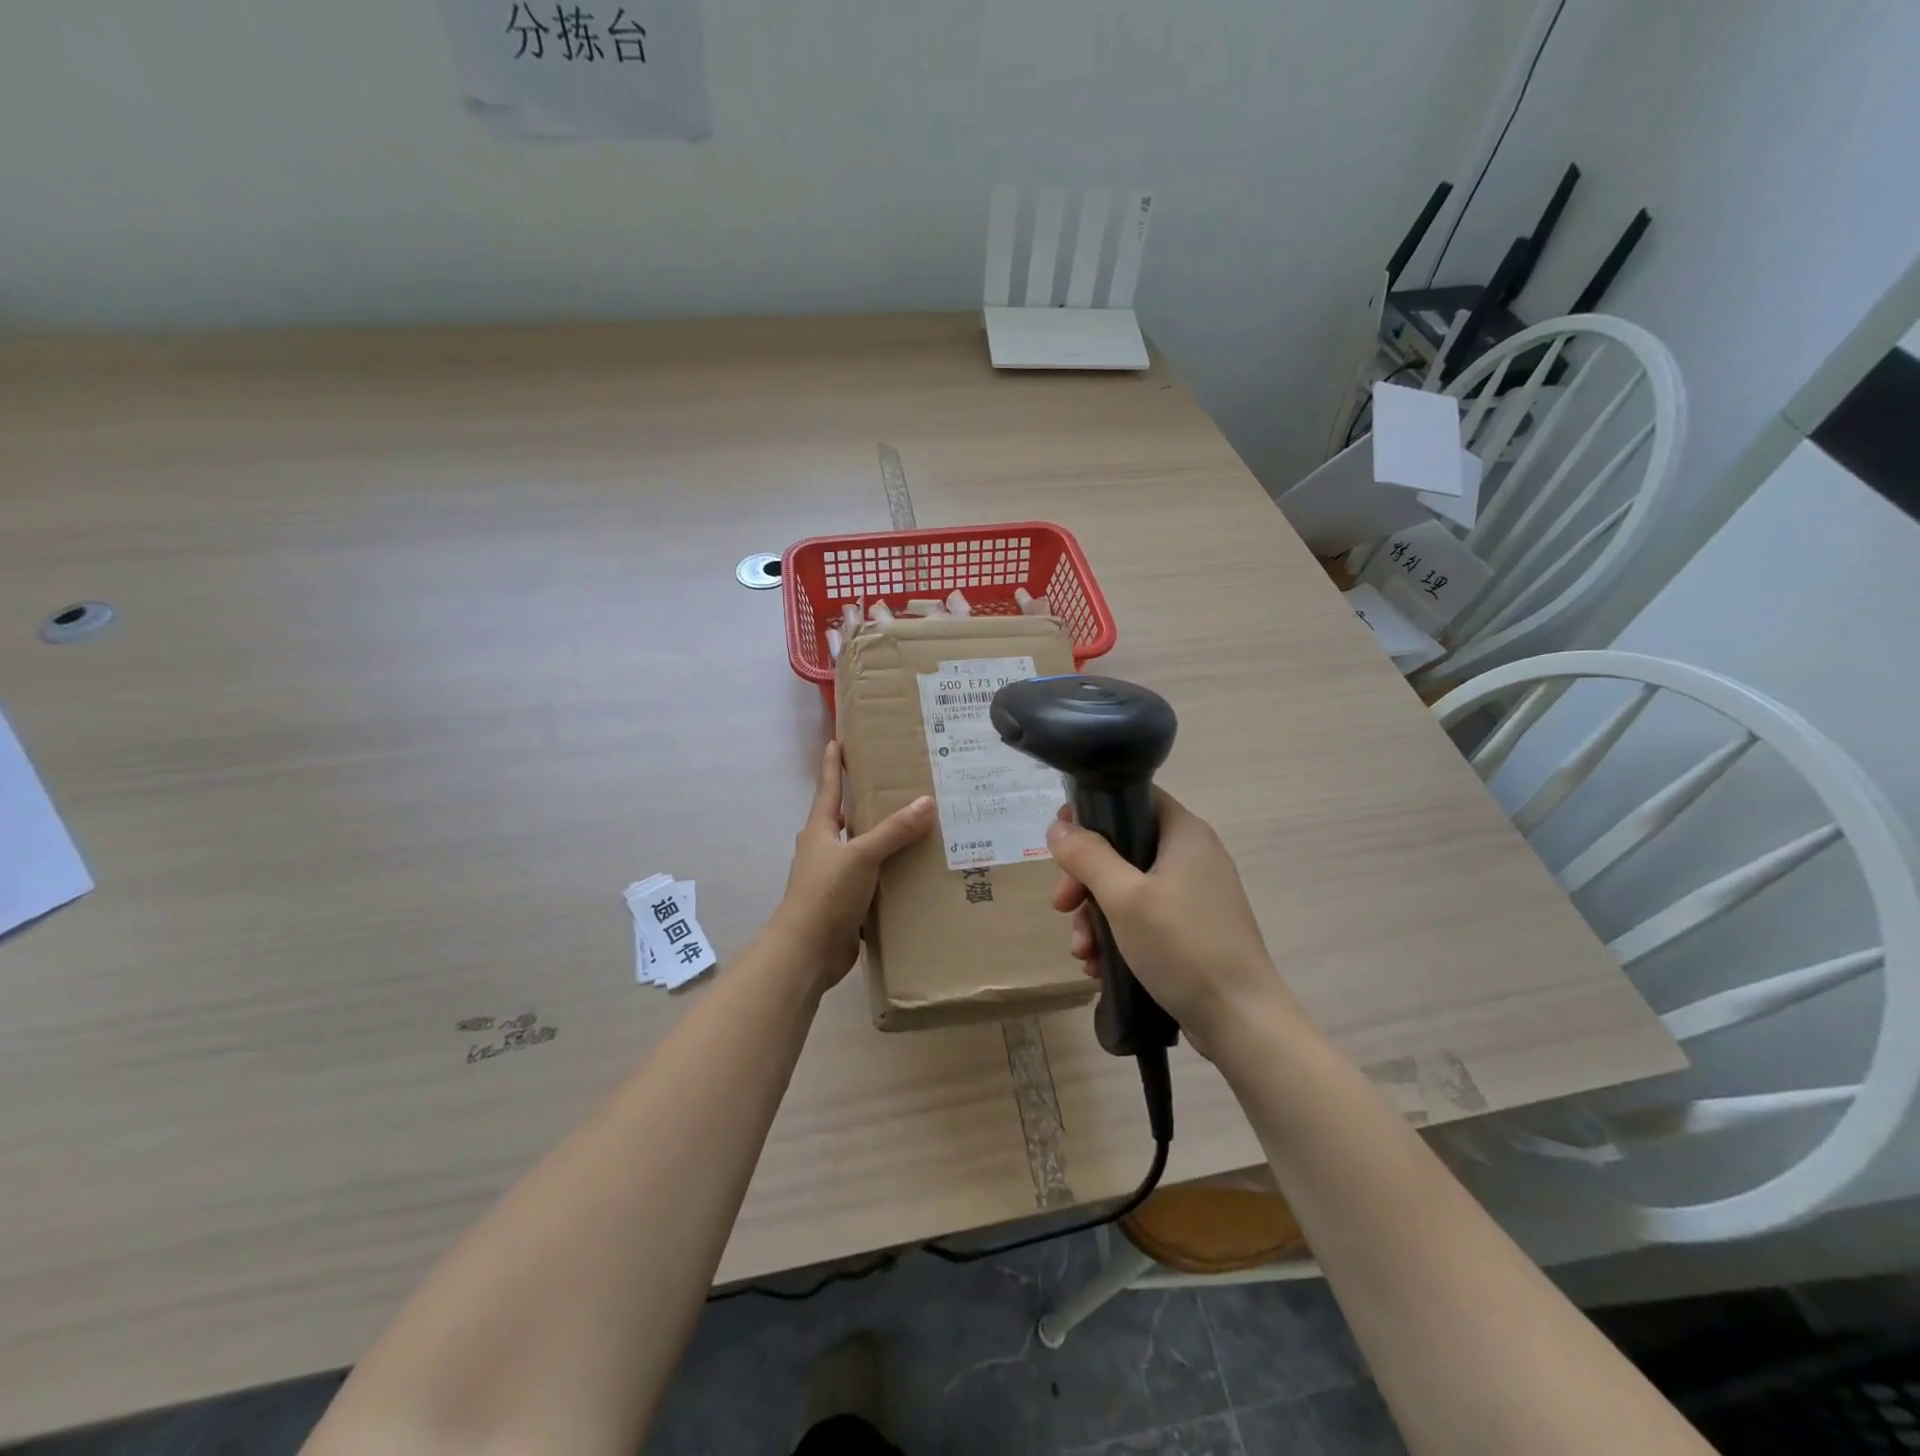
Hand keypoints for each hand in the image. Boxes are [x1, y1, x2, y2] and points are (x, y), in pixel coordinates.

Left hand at [774, 741, 936, 990]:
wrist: (807, 952)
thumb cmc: (826, 894)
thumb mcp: (861, 856)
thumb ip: (893, 831)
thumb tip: (926, 801)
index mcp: (819, 831)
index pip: (828, 789)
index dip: (833, 765)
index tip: (836, 740)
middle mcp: (823, 851)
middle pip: (842, 819)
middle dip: (861, 803)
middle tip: (890, 786)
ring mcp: (832, 879)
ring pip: (858, 851)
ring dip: (879, 841)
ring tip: (911, 828)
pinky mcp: (844, 905)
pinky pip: (870, 882)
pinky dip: (887, 874)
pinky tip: (910, 873)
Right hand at [1047, 790, 1302, 1054]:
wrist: (1241, 1020)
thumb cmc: (1182, 946)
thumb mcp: (1123, 897)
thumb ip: (1087, 856)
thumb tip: (1058, 827)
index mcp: (1184, 833)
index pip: (1132, 798)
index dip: (1092, 812)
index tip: (1062, 844)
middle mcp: (1193, 855)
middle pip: (1123, 847)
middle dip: (1085, 880)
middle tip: (1063, 906)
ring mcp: (1196, 894)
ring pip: (1129, 887)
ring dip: (1097, 916)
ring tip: (1083, 952)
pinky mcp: (1194, 929)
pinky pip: (1145, 917)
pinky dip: (1119, 935)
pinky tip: (1100, 967)